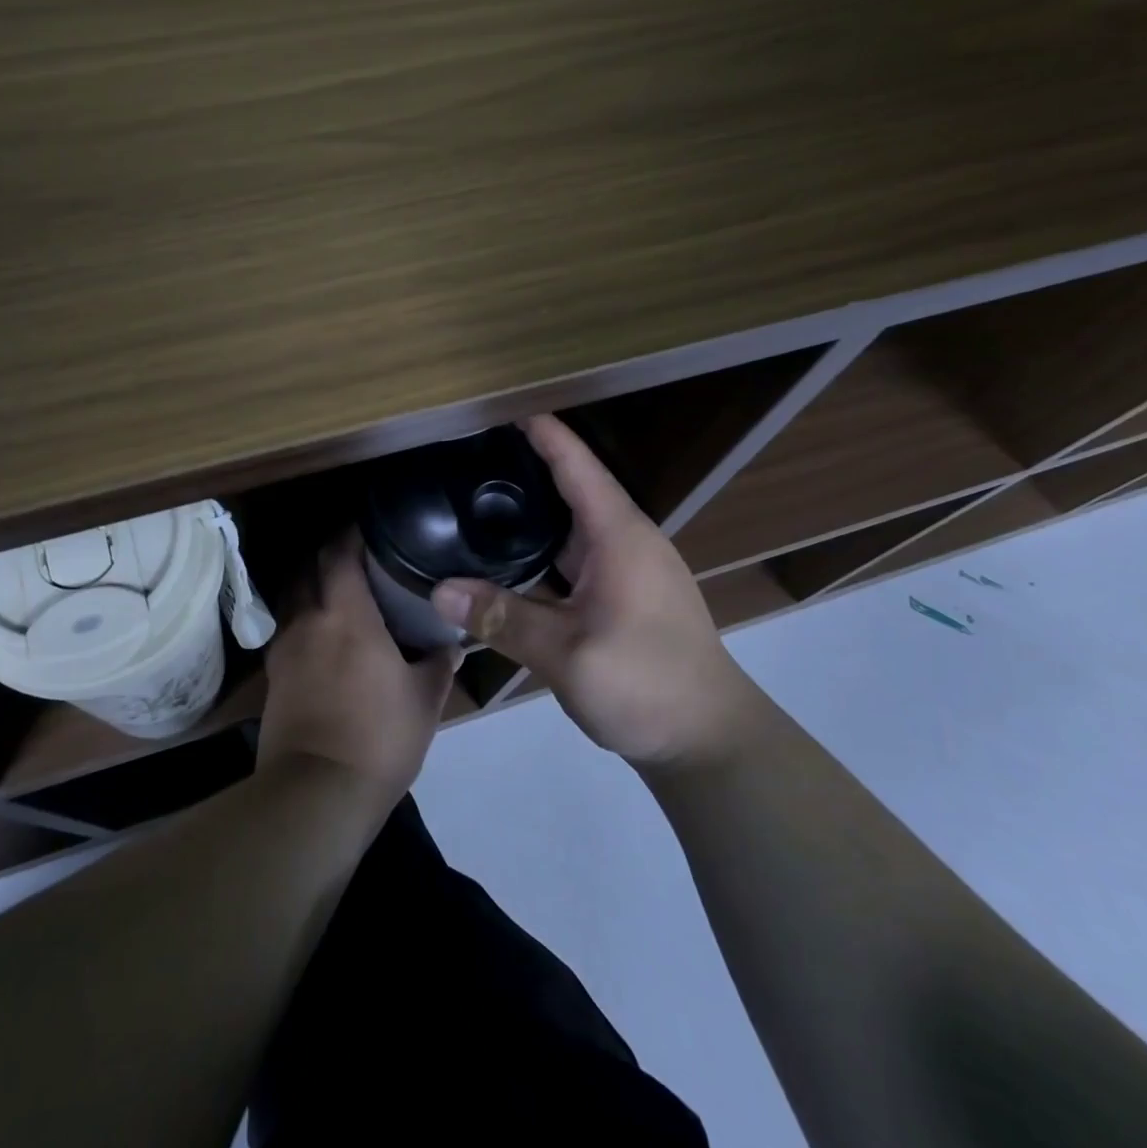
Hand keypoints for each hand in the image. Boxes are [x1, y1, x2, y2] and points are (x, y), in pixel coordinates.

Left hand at [258, 530, 460, 807]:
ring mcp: (284, 648)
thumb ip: (438, 664)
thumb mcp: (424, 701)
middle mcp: (308, 620)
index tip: (367, 527)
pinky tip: (320, 637)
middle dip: (325, 555)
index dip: (349, 534)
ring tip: (335, 593)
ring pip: (291, 598)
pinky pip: (285, 631)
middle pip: (306, 568)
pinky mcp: (273, 677)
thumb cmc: (379, 737)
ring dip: (308, 586)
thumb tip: (450, 644)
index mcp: (347, 615)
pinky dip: (301, 620)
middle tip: (353, 557)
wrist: (317, 793)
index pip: (339, 554)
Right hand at [429, 414, 756, 767]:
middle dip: (527, 465)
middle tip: (471, 454)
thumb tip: (438, 590)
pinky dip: (541, 547)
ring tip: (479, 497)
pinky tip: (507, 557)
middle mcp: (625, 542)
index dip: (543, 433)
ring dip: (534, 508)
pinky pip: (575, 555)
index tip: (501, 408)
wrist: (708, 739)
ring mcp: (626, 571)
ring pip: (572, 525)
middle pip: (573, 487)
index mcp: (619, 537)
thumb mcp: (569, 654)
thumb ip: (503, 619)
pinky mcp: (622, 596)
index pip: (576, 466)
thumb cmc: (647, 685)